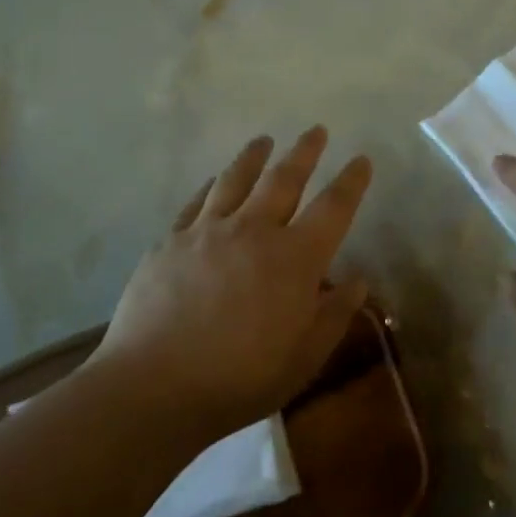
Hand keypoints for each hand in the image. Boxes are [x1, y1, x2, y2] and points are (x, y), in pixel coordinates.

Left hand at [92, 127, 373, 440]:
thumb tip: (357, 281)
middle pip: (284, 180)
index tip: (361, 159)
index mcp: (294, 258)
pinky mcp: (171, 241)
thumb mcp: (304, 357)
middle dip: (305, 153)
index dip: (351, 182)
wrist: (155, 386)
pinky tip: (214, 180)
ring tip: (264, 140)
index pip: (333, 208)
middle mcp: (254, 231)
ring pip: (236, 180)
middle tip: (316, 130)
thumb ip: (334, 315)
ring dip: (254, 156)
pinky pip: (196, 202)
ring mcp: (208, 231)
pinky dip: (211, 185)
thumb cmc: (240, 378)